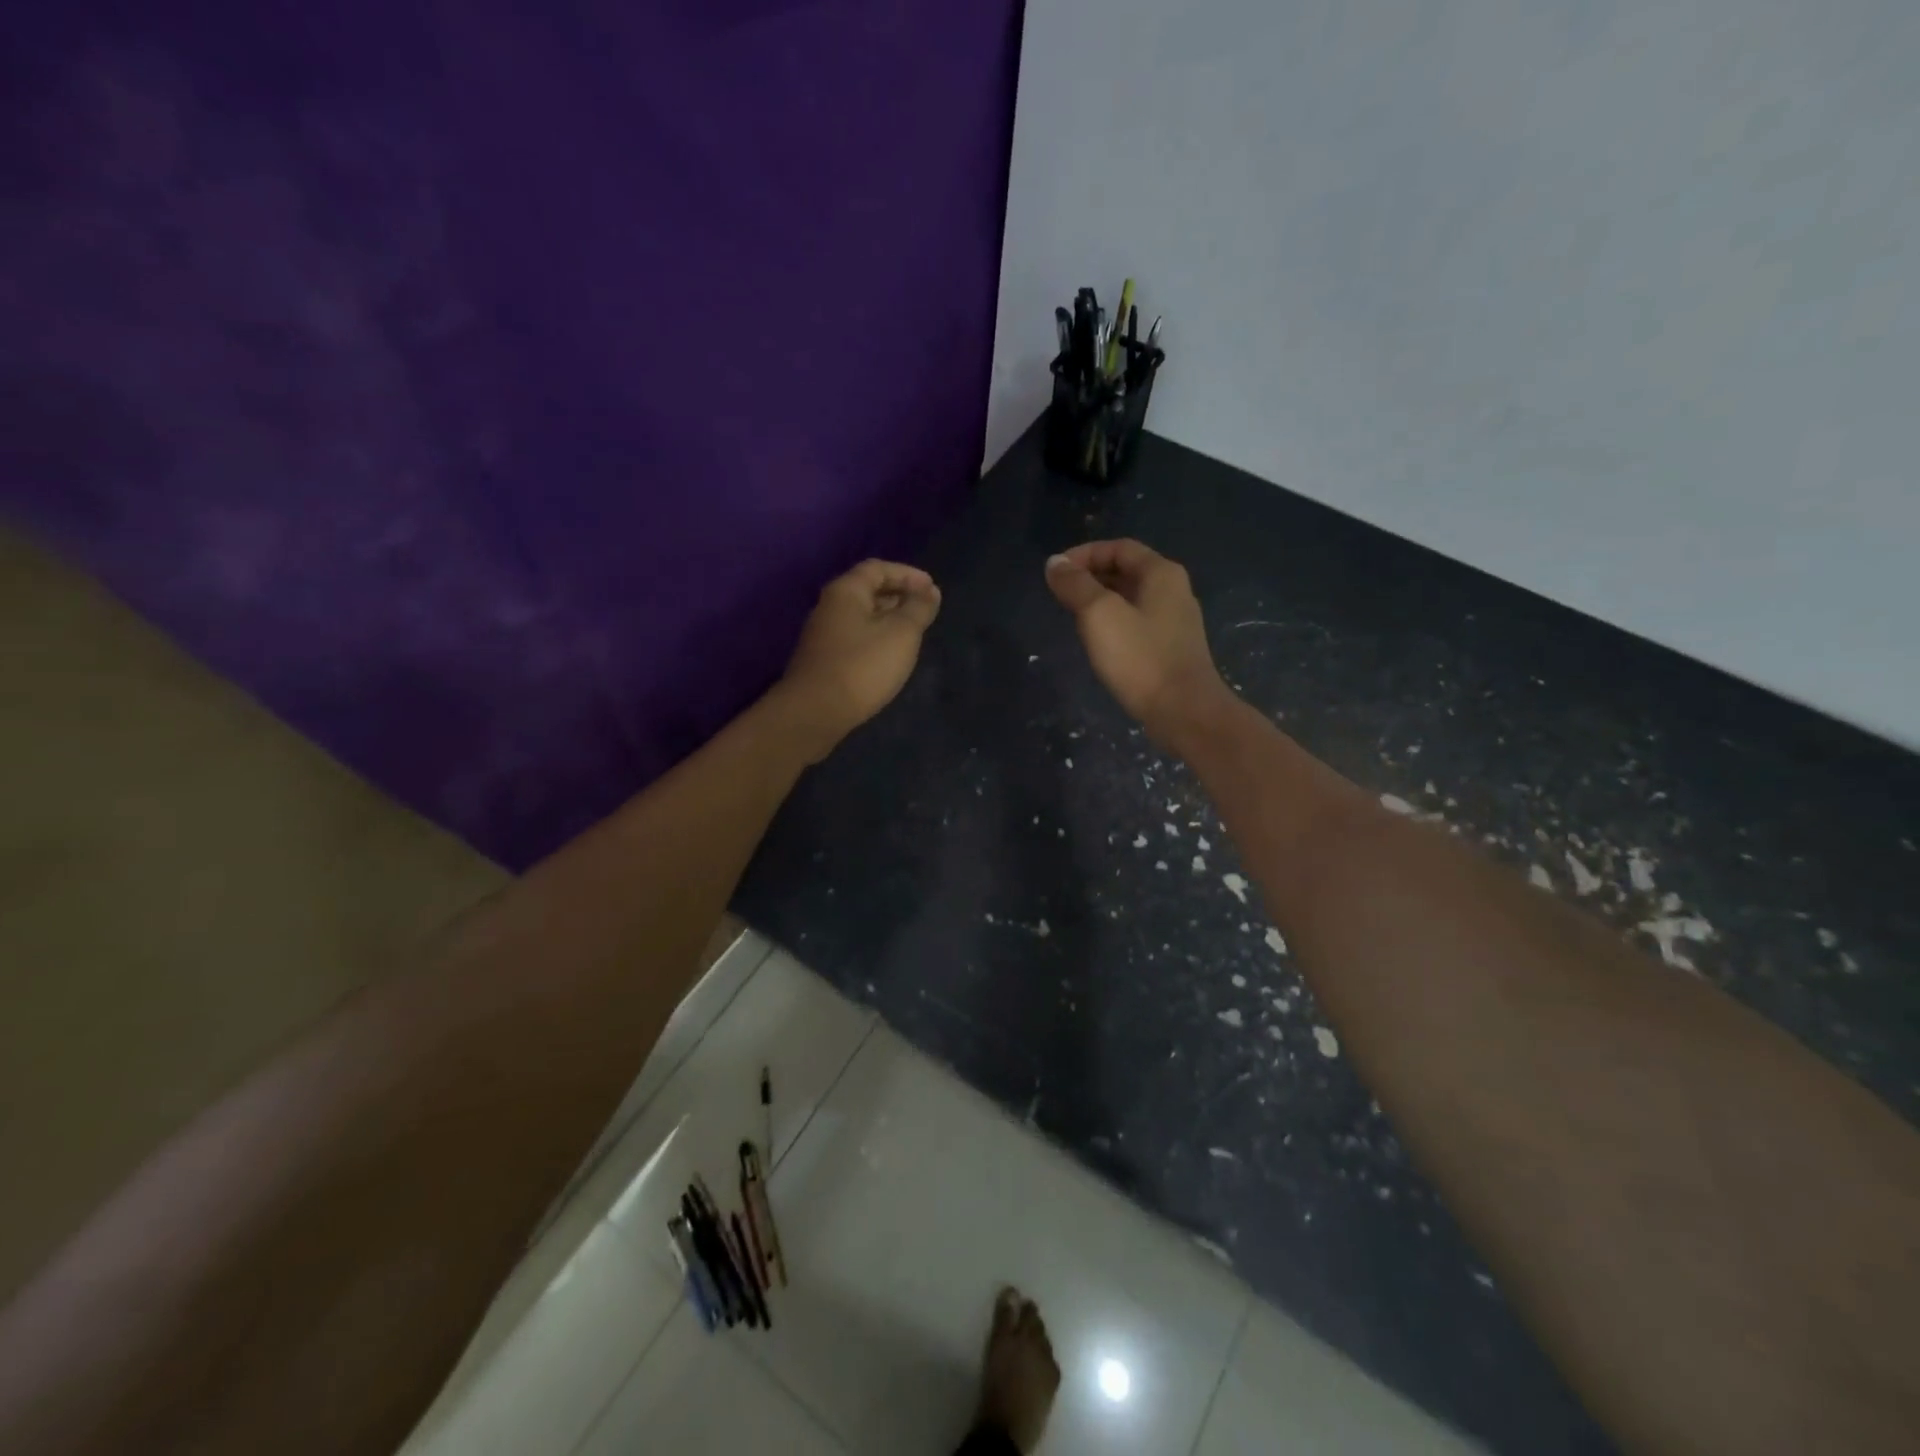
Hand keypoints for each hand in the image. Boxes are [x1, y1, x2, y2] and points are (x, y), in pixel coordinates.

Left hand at [775, 559, 941, 758]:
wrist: (816, 712)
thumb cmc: (863, 666)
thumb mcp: (901, 633)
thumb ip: (918, 608)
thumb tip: (930, 591)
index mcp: (846, 591)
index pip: (877, 568)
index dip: (907, 574)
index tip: (932, 589)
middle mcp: (830, 606)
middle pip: (867, 590)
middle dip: (899, 596)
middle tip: (925, 610)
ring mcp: (823, 635)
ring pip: (861, 616)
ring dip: (888, 619)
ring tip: (914, 633)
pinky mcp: (824, 660)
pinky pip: (855, 637)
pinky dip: (876, 638)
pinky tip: (890, 655)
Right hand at [1045, 540, 1232, 745]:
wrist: (1183, 712)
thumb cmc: (1140, 658)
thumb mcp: (1099, 614)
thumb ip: (1075, 585)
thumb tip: (1055, 563)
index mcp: (1161, 573)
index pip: (1119, 547)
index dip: (1084, 554)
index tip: (1056, 572)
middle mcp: (1174, 591)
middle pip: (1127, 570)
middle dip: (1091, 576)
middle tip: (1060, 593)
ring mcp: (1176, 622)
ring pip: (1131, 598)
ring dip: (1100, 600)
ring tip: (1072, 615)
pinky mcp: (1172, 649)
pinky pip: (1137, 623)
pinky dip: (1113, 622)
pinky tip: (1098, 641)